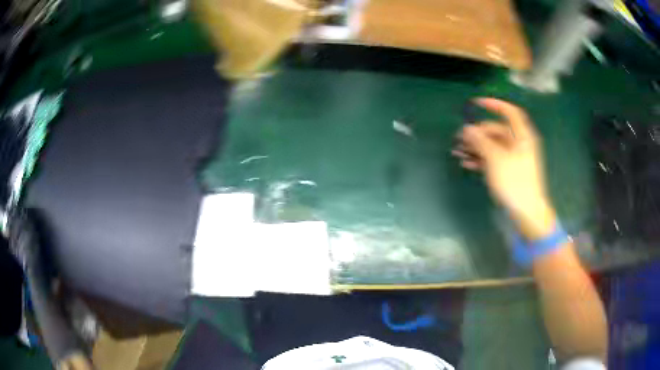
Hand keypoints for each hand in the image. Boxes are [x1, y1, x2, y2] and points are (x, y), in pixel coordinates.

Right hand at [453, 97, 555, 239]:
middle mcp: (519, 144)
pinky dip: (481, 160)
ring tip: (458, 152)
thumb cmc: (515, 182)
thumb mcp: (496, 159)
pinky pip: (494, 159)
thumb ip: (480, 141)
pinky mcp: (510, 172)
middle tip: (459, 139)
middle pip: (497, 131)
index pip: (509, 112)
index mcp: (522, 136)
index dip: (494, 104)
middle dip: (477, 133)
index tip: (476, 104)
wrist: (527, 213)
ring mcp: (515, 159)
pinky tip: (467, 163)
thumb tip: (466, 129)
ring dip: (476, 148)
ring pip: (493, 146)